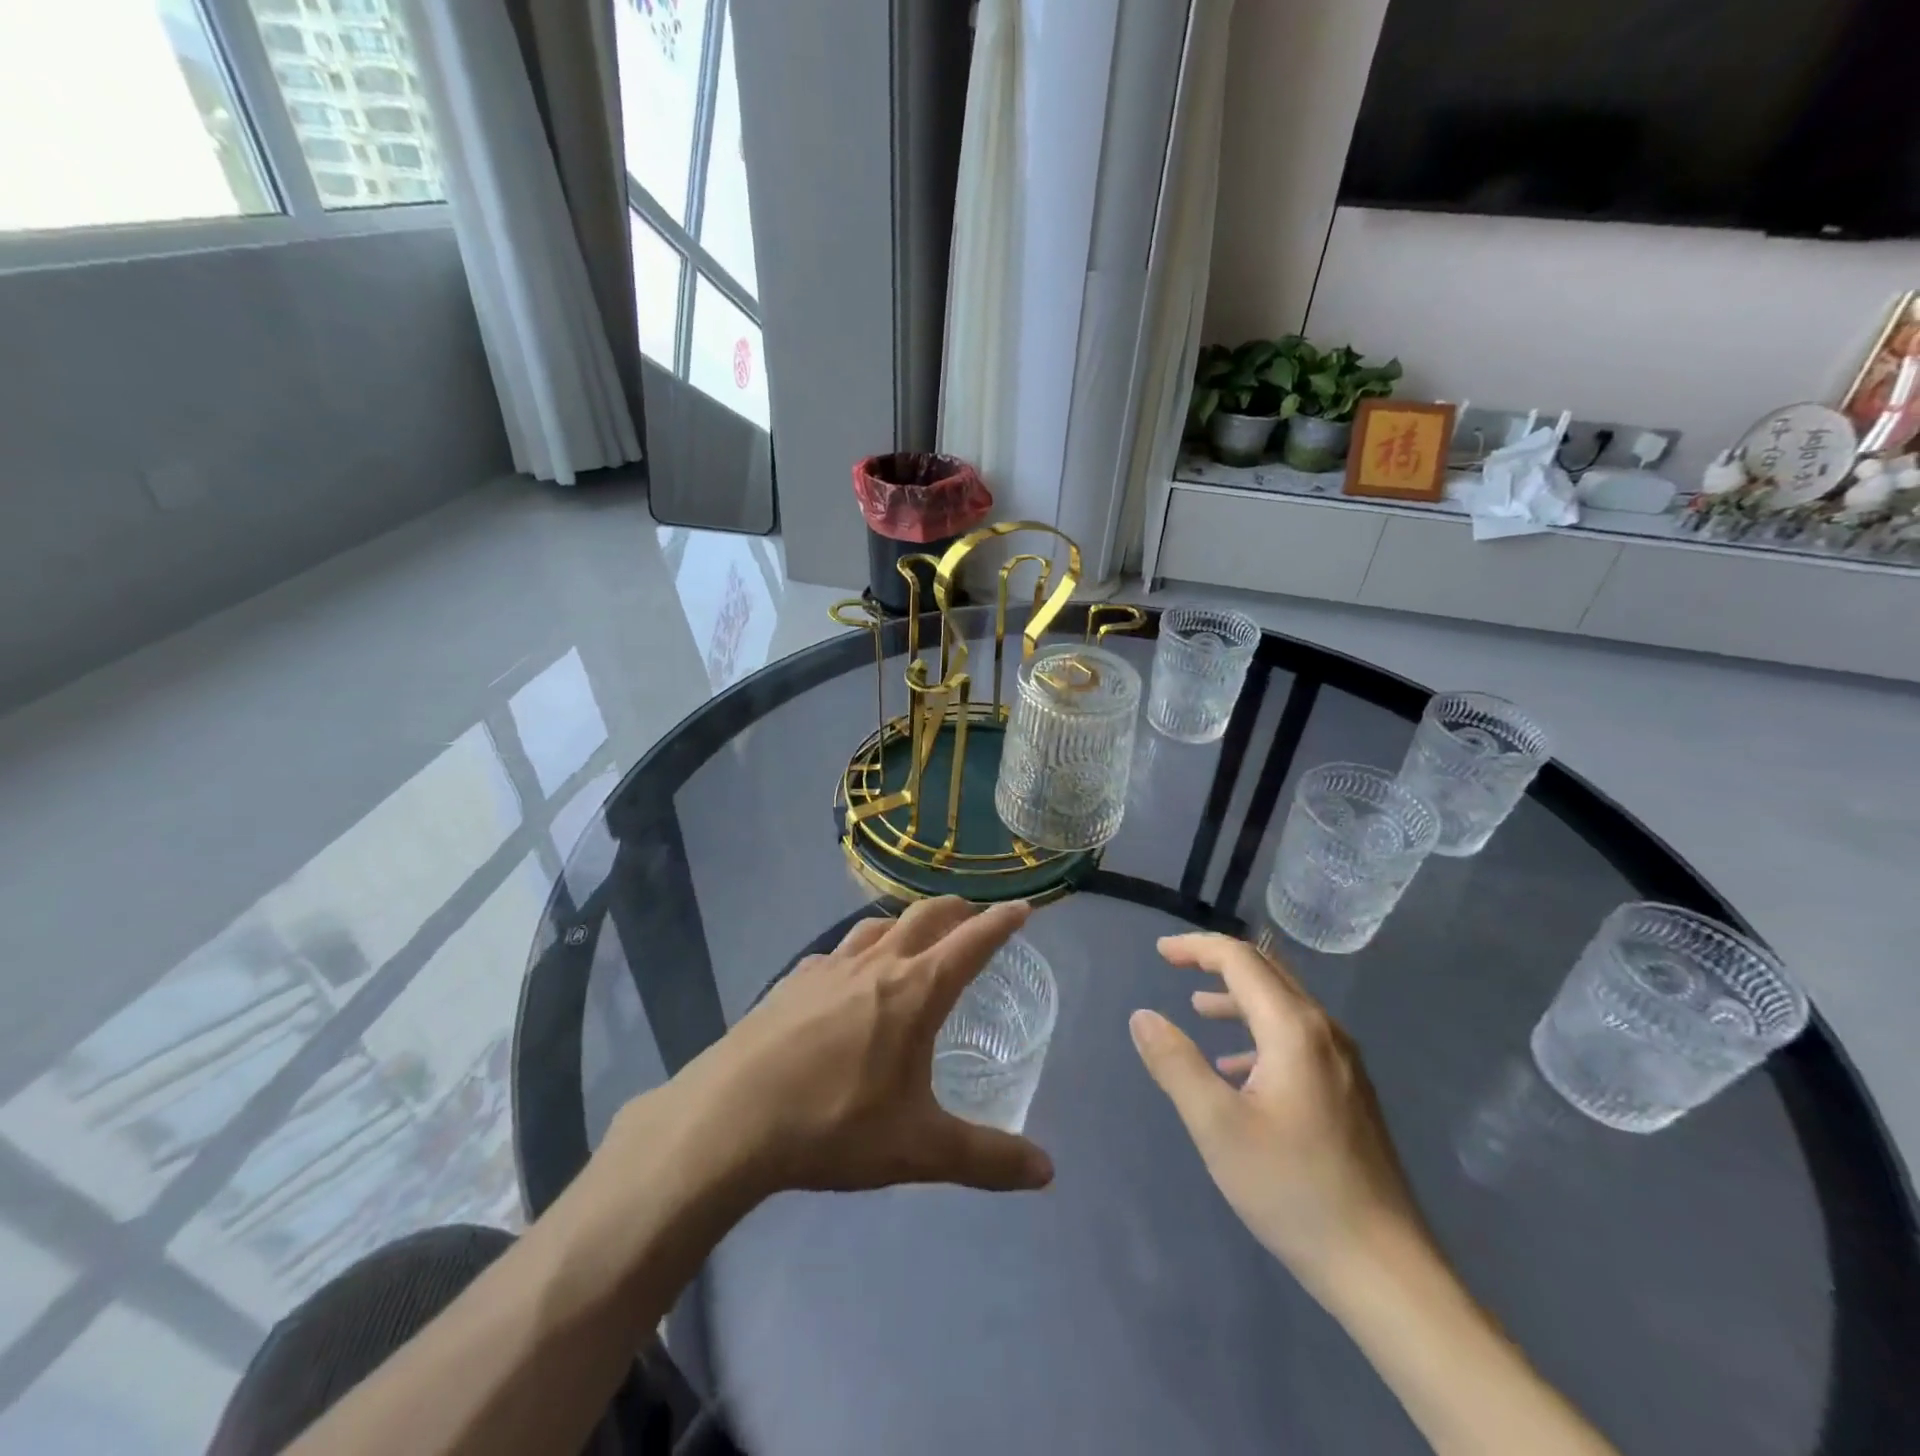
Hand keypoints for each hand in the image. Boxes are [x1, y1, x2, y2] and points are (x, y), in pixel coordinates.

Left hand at [663, 897, 1054, 1197]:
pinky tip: (849, 974)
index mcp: (915, 991)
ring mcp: (830, 966)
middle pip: (925, 917)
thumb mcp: (918, 1149)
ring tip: (916, 934)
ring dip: (907, 921)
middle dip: (957, 910)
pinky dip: (861, 949)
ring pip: (879, 925)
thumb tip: (1047, 1171)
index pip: (971, 943)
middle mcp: (877, 964)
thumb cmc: (835, 1125)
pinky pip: (838, 950)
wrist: (732, 1117)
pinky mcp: (794, 979)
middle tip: (974, 916)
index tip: (1022, 908)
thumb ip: (986, 1158)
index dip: (1001, 923)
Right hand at [1129, 933, 1424, 1300]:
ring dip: (1238, 997)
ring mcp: (1344, 1062)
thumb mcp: (1218, 1127)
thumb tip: (1142, 1017)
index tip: (1160, 952)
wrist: (1383, 1269)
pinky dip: (1259, 1032)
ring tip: (1199, 1009)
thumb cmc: (1293, 1190)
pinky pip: (1298, 1038)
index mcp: (1294, 1029)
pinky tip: (1238, 1069)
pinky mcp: (1349, 1091)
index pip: (1241, 960)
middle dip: (1218, 962)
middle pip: (1267, 973)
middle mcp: (1325, 1032)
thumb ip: (1175, 1064)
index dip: (1197, 948)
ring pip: (1284, 1006)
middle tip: (1175, 964)